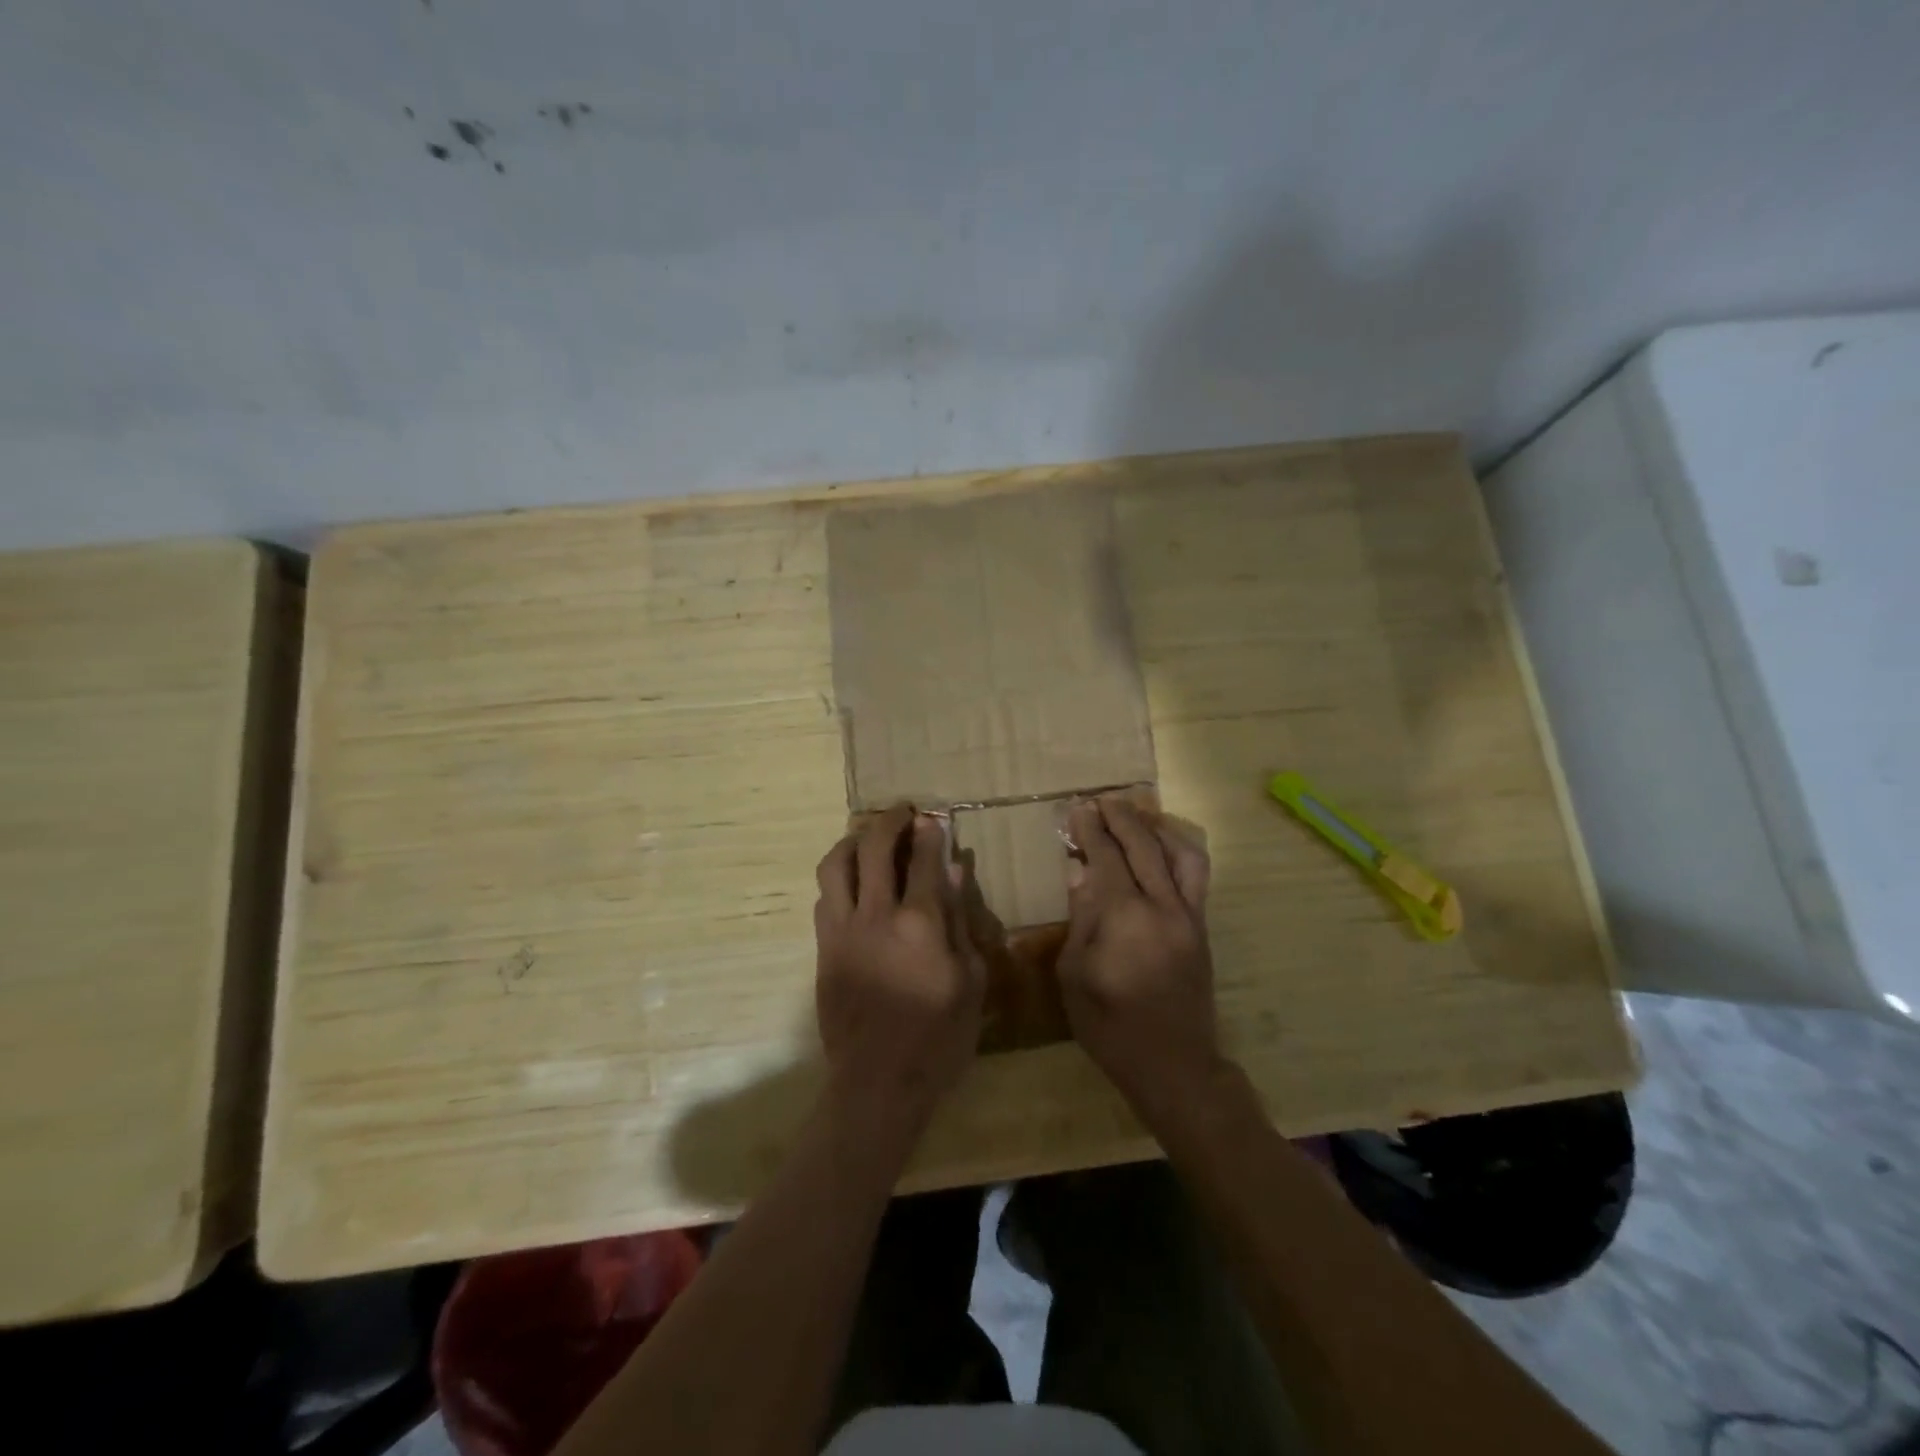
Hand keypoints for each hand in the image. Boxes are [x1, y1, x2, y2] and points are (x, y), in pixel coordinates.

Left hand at [813, 805, 985, 1125]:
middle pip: (874, 847)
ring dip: (853, 841)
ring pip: (836, 864)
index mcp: (920, 923)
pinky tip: (852, 881)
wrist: (878, 1083)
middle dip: (889, 821)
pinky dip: (839, 878)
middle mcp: (876, 914)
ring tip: (868, 836)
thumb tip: (955, 872)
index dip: (930, 833)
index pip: (925, 860)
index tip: (933, 818)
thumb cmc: (939, 1038)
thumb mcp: (971, 981)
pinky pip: (824, 897)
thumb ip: (961, 921)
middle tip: (902, 812)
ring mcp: (842, 930)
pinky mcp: (823, 948)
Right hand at [1060, 794, 1219, 1116]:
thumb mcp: (1075, 975)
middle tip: (1101, 801)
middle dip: (1121, 818)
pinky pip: (1194, 876)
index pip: (1107, 858)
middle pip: (1144, 846)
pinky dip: (1177, 852)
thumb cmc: (1111, 1027)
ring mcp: (1189, 916)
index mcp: (1125, 918)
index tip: (1077, 809)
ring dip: (1155, 829)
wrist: (1174, 1065)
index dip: (1091, 830)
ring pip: (1180, 854)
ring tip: (1135, 817)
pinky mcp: (1201, 928)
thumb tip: (1079, 872)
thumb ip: (1080, 918)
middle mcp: (1163, 907)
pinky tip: (1161, 849)